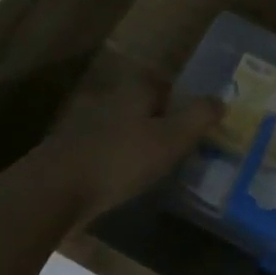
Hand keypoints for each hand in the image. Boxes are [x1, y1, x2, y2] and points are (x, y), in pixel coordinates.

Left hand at [21, 81, 221, 228]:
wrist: (54, 191)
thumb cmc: (120, 160)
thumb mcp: (170, 139)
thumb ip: (198, 118)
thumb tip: (221, 100)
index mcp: (133, 92)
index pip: (163, 83)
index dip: (181, 99)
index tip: (196, 122)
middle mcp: (108, 101)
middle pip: (143, 105)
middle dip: (161, 121)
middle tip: (182, 145)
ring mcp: (85, 127)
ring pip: (123, 128)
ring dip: (139, 143)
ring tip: (159, 166)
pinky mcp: (71, 153)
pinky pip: (106, 151)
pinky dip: (120, 161)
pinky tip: (127, 181)